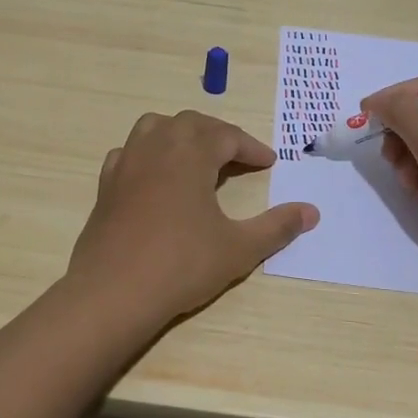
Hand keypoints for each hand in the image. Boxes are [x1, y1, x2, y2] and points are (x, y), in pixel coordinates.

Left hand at [65, 111, 319, 333]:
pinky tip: (155, 177)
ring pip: (156, 128)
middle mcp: (157, 146)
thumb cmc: (181, 265)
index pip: (227, 136)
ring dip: (181, 135)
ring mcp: (126, 163)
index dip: (252, 148)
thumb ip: (277, 226)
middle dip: (219, 135)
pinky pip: (129, 153)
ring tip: (197, 157)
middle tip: (239, 158)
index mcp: (191, 153)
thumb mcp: (239, 248)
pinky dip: (148, 154)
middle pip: (192, 124)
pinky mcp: (106, 185)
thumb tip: (312, 212)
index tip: (269, 162)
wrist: (113, 292)